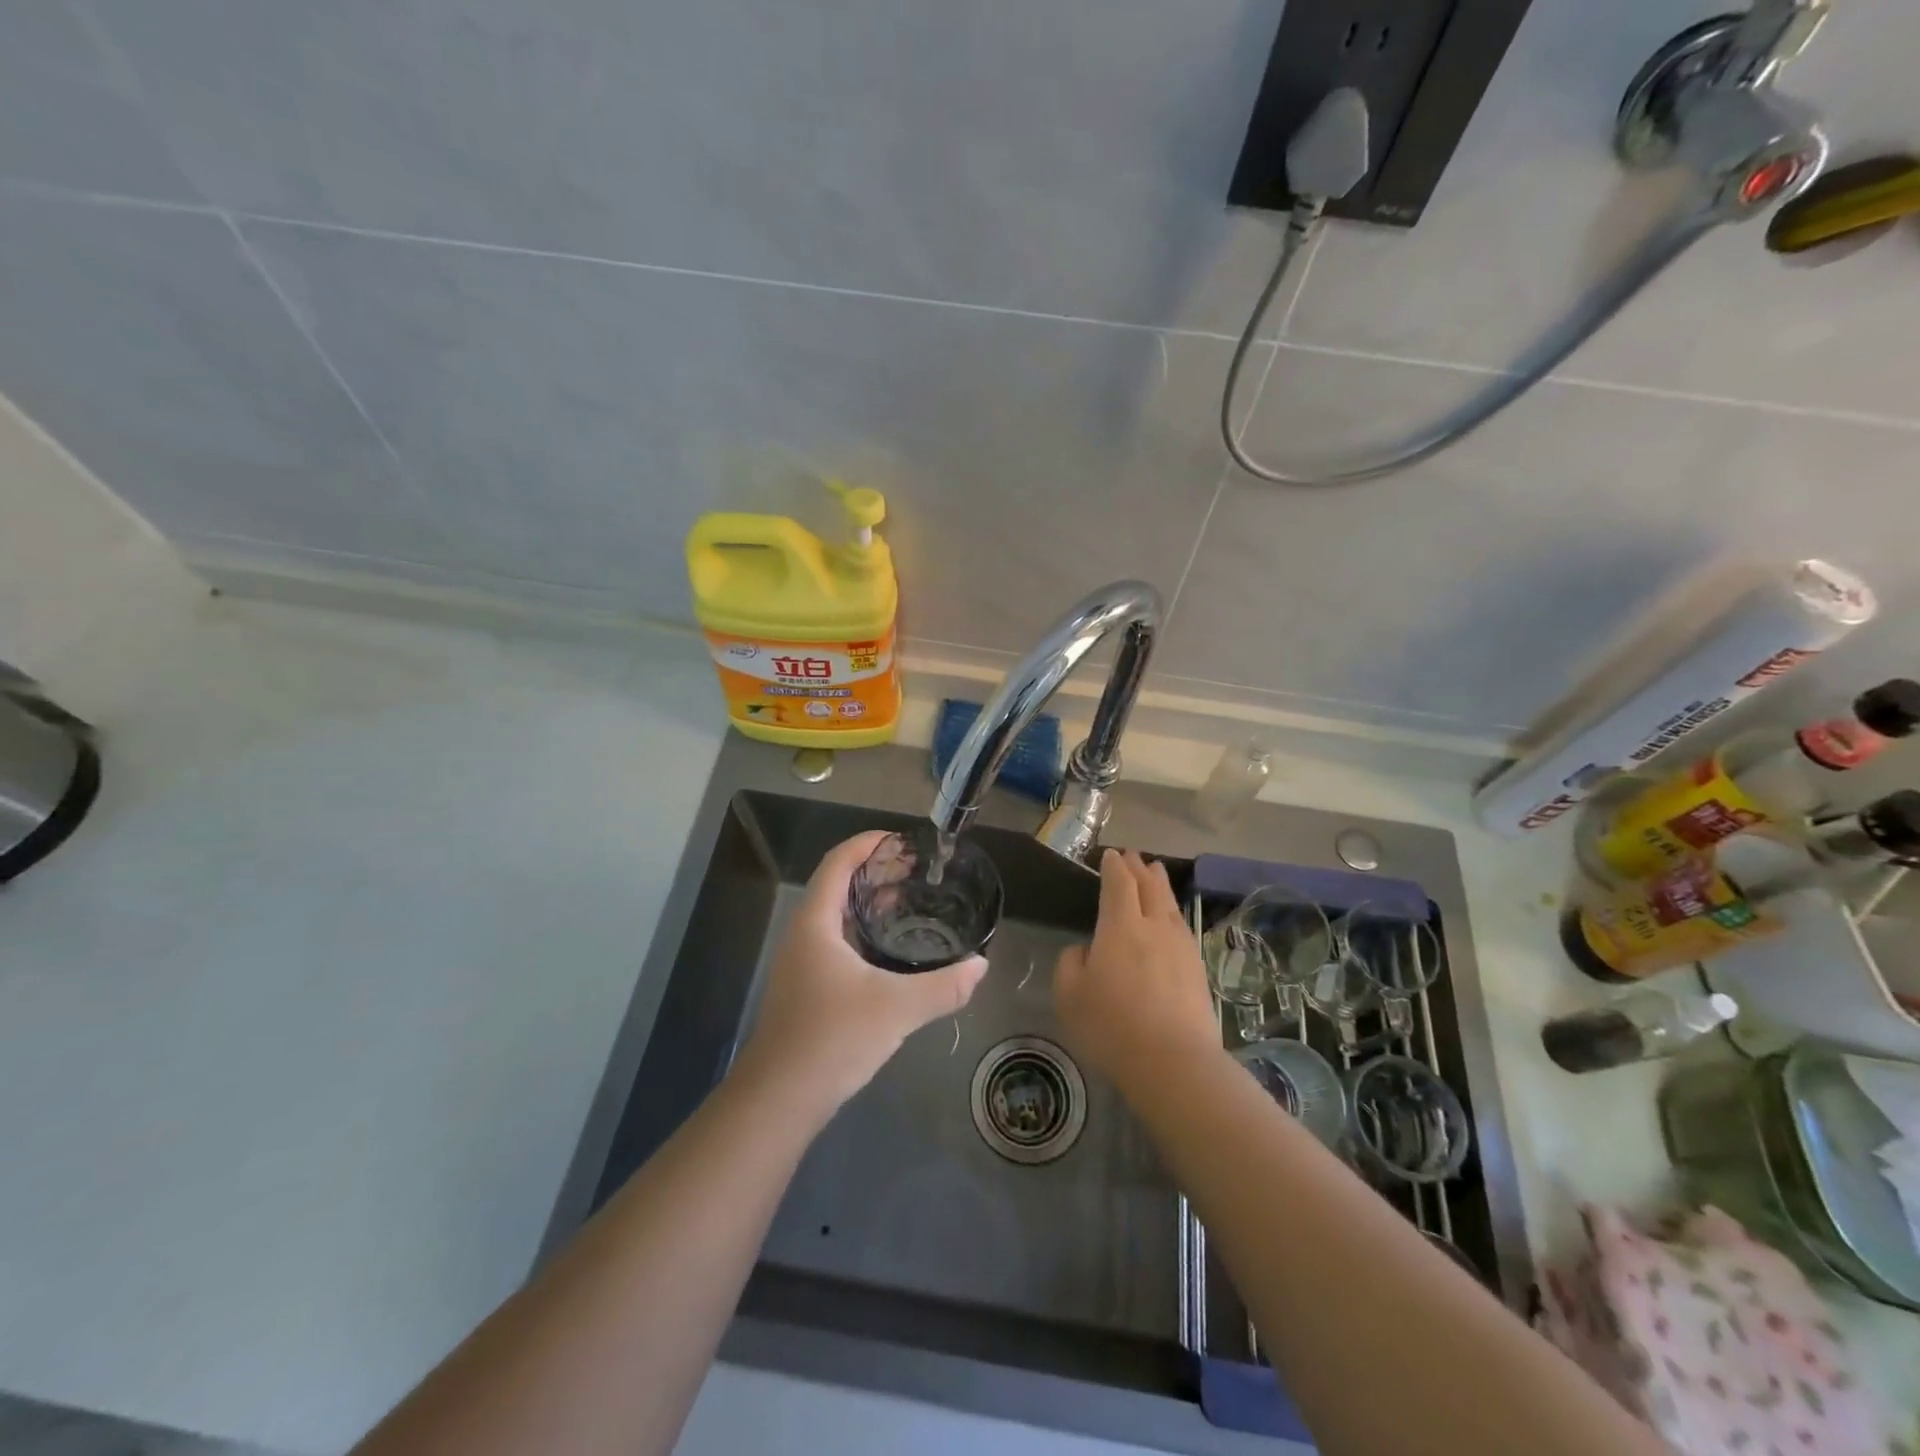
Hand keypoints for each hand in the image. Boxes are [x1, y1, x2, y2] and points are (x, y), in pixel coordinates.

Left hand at [733, 831, 986, 1118]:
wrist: (780, 1099)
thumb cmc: (832, 1039)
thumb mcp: (896, 1008)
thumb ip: (943, 986)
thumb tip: (981, 966)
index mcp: (816, 923)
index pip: (838, 862)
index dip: (867, 843)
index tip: (902, 840)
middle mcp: (804, 935)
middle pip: (837, 885)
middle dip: (875, 872)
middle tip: (916, 872)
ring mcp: (802, 963)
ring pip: (837, 917)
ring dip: (869, 904)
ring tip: (910, 904)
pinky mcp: (806, 988)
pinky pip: (836, 943)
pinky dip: (864, 933)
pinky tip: (891, 955)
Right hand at [1054, 850, 1222, 1093]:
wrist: (1173, 1062)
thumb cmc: (1111, 1026)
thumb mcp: (1070, 995)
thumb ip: (1071, 963)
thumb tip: (1085, 950)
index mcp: (1120, 926)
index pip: (1119, 884)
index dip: (1114, 867)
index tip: (1110, 855)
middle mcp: (1154, 927)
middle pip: (1149, 887)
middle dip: (1139, 868)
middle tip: (1133, 856)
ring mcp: (1181, 947)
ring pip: (1169, 905)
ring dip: (1160, 885)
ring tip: (1156, 873)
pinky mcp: (1197, 969)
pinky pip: (1182, 927)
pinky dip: (1172, 913)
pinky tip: (1171, 919)